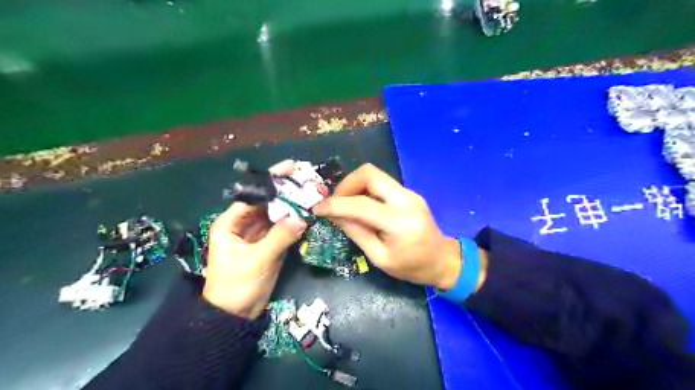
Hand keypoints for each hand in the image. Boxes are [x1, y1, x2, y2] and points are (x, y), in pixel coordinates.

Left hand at [204, 160, 306, 317]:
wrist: (236, 315)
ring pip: (276, 214)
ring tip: (310, 191)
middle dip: (284, 191)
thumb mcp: (257, 260)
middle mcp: (243, 225)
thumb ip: (279, 238)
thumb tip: (301, 218)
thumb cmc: (236, 286)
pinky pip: (282, 228)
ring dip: (291, 204)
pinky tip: (307, 212)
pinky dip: (294, 220)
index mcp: (230, 224)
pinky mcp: (269, 244)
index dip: (270, 182)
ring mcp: (258, 234)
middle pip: (266, 203)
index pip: (252, 196)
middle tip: (305, 178)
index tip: (289, 169)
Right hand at [315, 162, 466, 289]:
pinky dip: (365, 190)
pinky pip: (381, 183)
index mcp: (400, 222)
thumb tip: (334, 215)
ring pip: (374, 175)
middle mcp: (406, 199)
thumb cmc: (411, 267)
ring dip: (354, 186)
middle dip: (346, 185)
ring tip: (345, 205)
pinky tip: (361, 206)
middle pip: (369, 173)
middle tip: (336, 203)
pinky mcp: (409, 193)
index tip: (318, 209)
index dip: (335, 204)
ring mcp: (410, 193)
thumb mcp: (379, 258)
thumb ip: (356, 232)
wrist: (442, 260)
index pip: (360, 204)